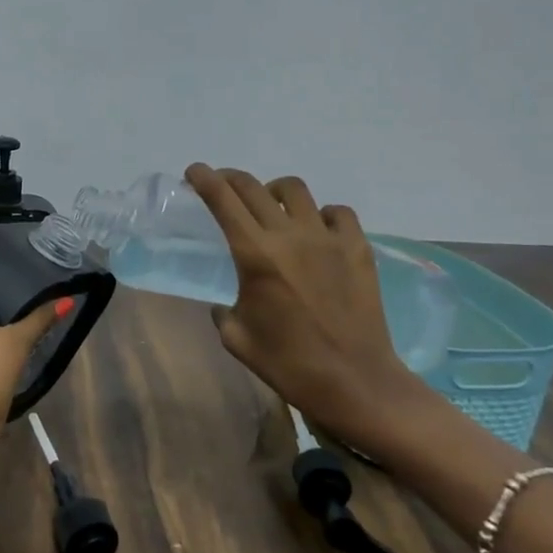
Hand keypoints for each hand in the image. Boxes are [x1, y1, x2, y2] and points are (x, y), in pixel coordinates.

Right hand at [185, 163, 430, 450]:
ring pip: (295, 190)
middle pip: (253, 187)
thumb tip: (224, 303)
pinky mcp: (358, 248)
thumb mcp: (236, 339)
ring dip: (274, 192)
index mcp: (255, 255)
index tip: (194, 171)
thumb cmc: (288, 364)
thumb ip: (222, 311)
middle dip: (230, 179)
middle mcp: (290, 235)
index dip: (204, 179)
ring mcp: (328, 238)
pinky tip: (316, 232)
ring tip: (271, 207)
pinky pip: (337, 212)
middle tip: (222, 185)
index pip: (223, 200)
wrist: (355, 382)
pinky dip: (321, 214)